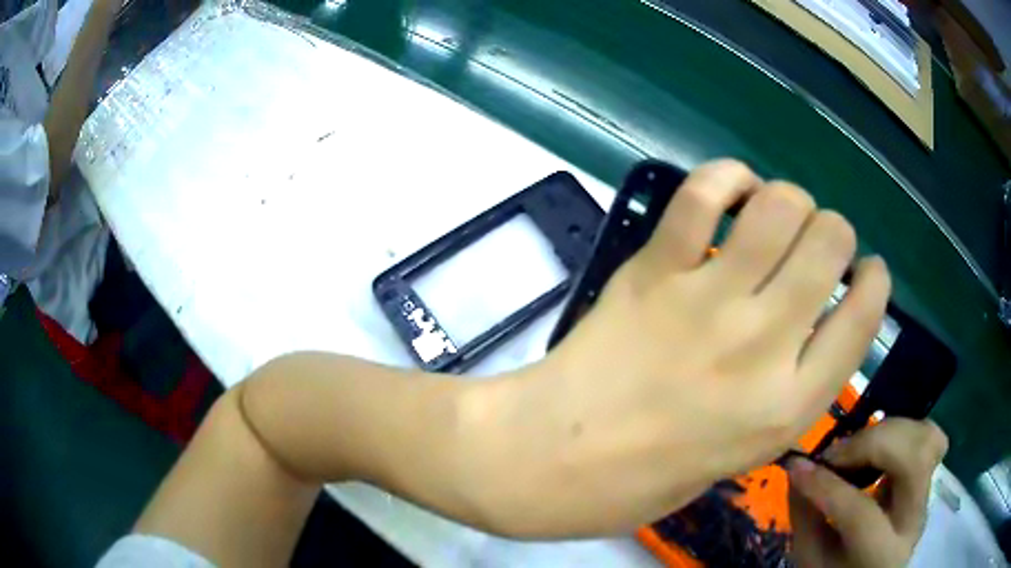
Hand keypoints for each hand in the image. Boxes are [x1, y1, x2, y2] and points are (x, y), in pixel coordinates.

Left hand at [461, 159, 891, 536]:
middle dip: (833, 230)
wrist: (555, 458)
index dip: (874, 279)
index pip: (864, 315)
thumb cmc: (647, 477)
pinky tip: (730, 193)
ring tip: (774, 217)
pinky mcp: (655, 269)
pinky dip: (726, 178)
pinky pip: (704, 194)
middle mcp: (765, 344)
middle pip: (832, 239)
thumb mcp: (743, 453)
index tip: (866, 271)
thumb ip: (789, 389)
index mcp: (790, 405)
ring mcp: (709, 300)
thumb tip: (812, 325)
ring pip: (782, 204)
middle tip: (812, 243)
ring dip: (788, 199)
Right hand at [788, 419, 947, 567]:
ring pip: (928, 438)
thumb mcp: (811, 559)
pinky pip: (928, 436)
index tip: (797, 466)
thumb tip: (799, 467)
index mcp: (881, 555)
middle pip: (915, 459)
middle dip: (873, 443)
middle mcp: (914, 521)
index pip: (862, 515)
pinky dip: (903, 430)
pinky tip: (879, 446)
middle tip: (838, 454)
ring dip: (890, 431)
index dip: (827, 487)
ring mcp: (928, 494)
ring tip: (859, 447)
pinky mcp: (929, 475)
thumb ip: (806, 517)